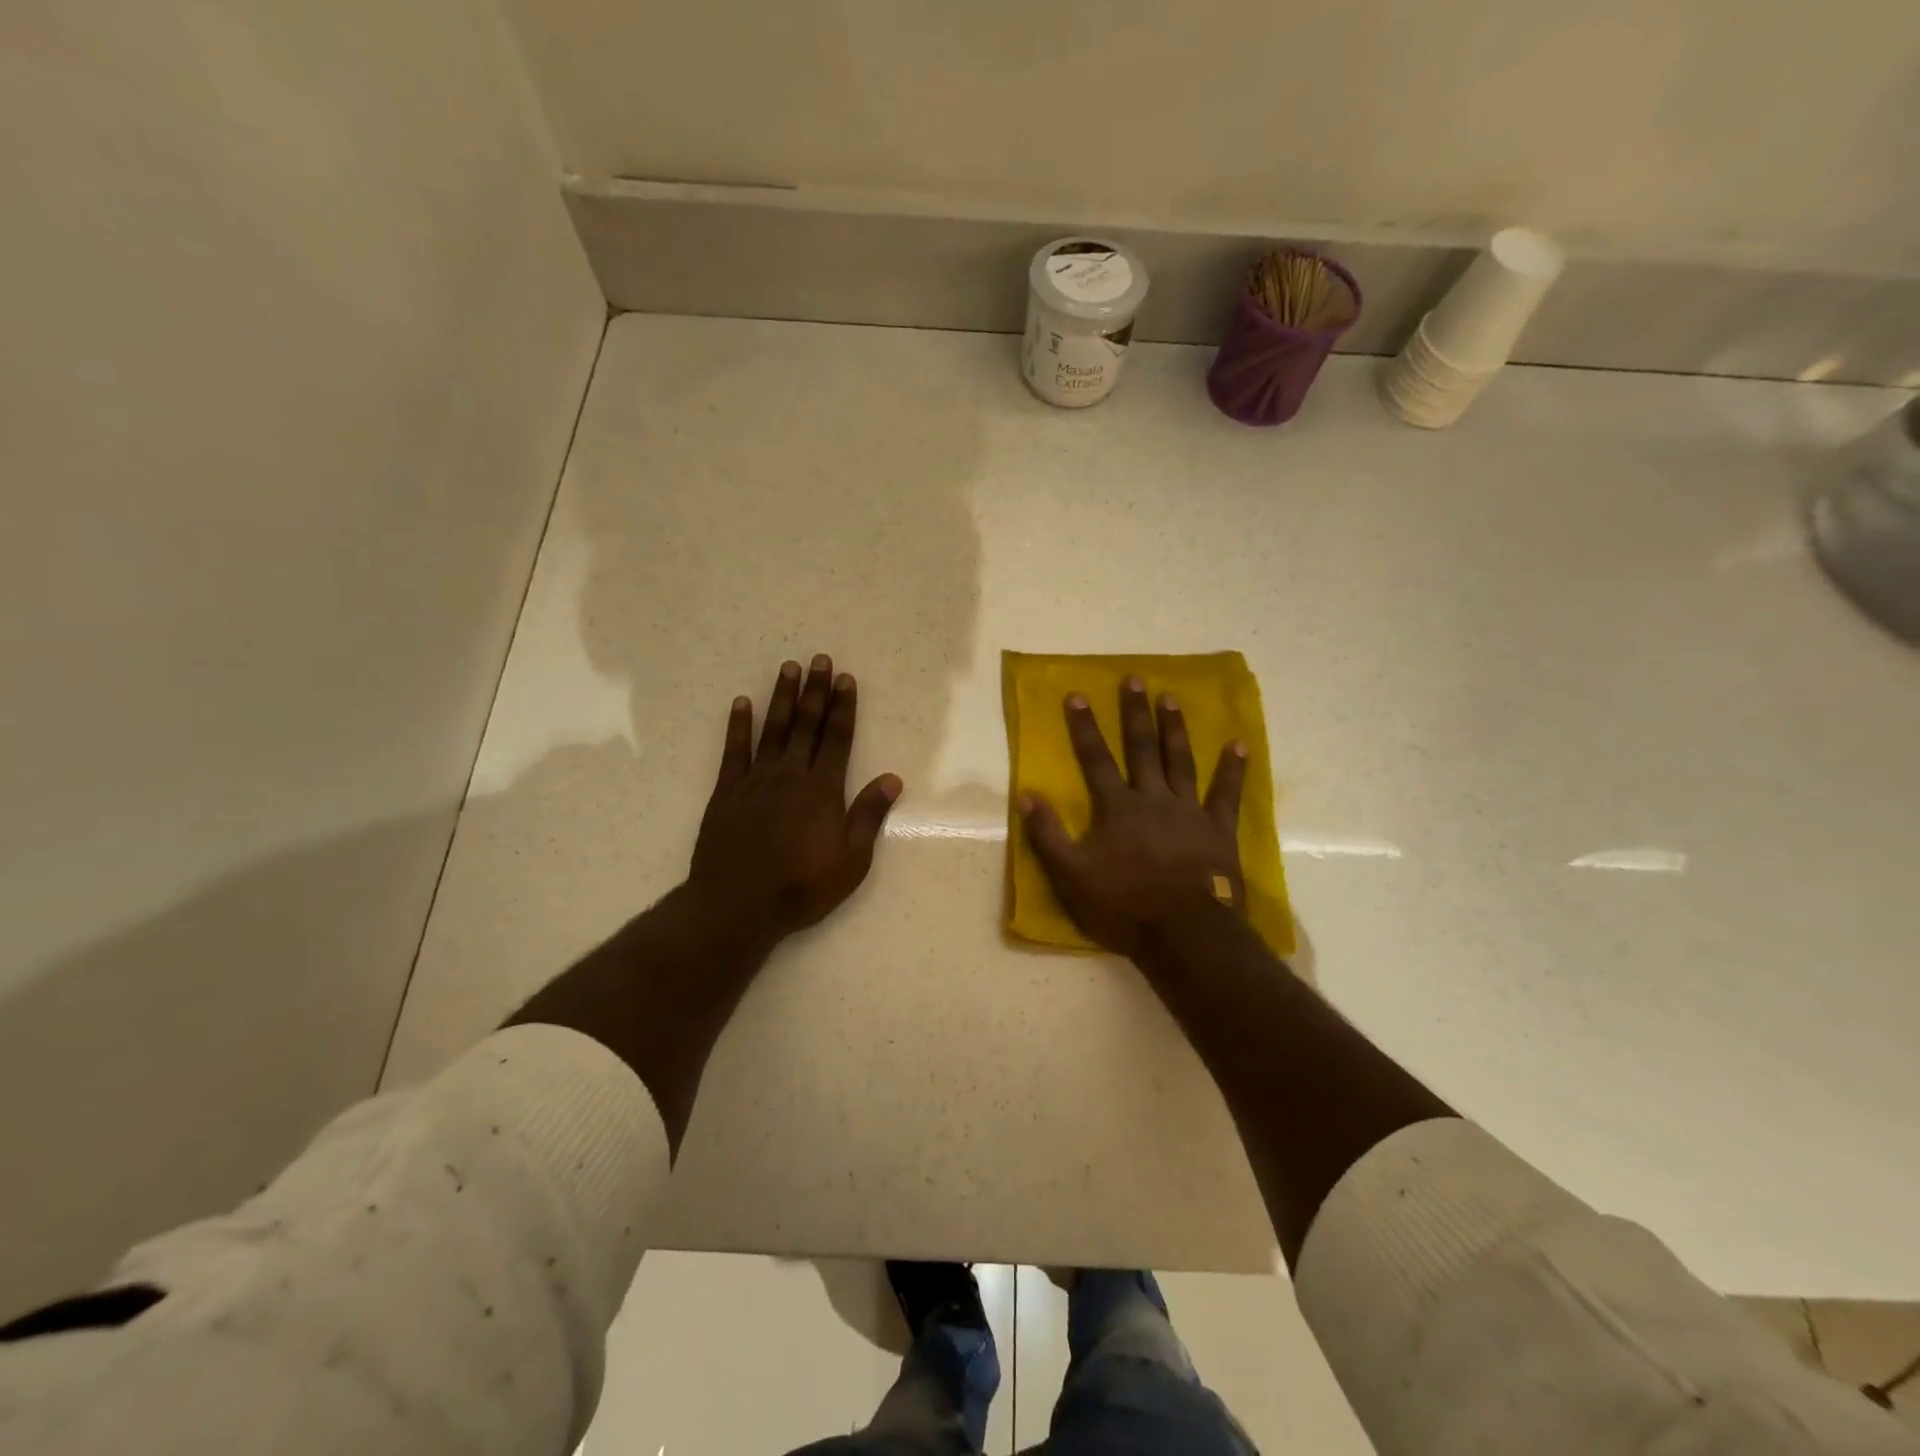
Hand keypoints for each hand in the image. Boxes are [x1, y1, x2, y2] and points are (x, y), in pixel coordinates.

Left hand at [689, 655, 901, 937]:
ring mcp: (755, 781)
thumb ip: (869, 815)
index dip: (843, 707)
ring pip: (772, 729)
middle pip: (806, 725)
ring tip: (788, 668)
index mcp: (822, 789)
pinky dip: (738, 726)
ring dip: (781, 697)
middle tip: (819, 659)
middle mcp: (790, 775)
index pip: (837, 739)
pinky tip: (741, 704)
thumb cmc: (801, 886)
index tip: (845, 679)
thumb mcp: (851, 860)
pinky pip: (734, 751)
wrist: (737, 905)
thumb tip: (892, 778)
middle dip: (815, 691)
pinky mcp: (727, 792)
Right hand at [1019, 678, 1247, 957]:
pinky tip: (1239, 744)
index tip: (1078, 695)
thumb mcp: (1072, 876)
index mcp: (1117, 809)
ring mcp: (1189, 812)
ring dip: (1175, 728)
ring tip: (1172, 698)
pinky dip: (1233, 768)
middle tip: (1135, 679)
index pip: (1096, 760)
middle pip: (1142, 749)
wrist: (1185, 934)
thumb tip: (1026, 795)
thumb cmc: (1124, 906)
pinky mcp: (1218, 830)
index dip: (1084, 727)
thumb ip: (1048, 834)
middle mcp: (1153, 799)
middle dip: (1135, 713)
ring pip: (1181, 761)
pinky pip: (1226, 793)